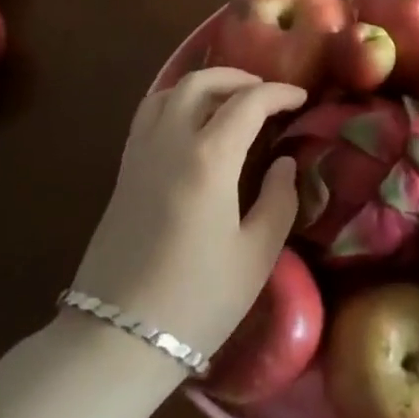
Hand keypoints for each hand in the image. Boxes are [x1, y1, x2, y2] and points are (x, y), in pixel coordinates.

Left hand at [71, 68, 305, 359]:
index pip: (248, 102)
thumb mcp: (256, 256)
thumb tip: (284, 163)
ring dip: (203, 84)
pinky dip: (174, 100)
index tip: (301, 98)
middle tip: (266, 93)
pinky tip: (190, 123)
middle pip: (202, 82)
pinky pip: (148, 113)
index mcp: (208, 159)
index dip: (279, 93)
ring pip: (169, 91)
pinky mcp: (123, 171)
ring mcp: (140, 153)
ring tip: (229, 100)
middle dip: (239, 78)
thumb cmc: (197, 300)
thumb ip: (278, 200)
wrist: (116, 339)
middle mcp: (170, 142)